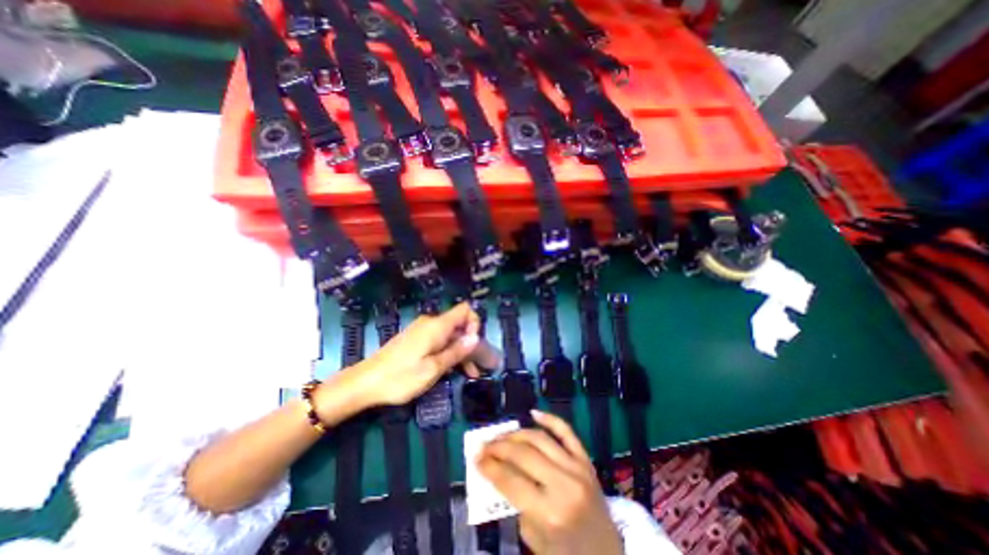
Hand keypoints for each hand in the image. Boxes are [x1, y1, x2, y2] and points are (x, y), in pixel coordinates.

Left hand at [317, 301, 483, 417]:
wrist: (364, 383)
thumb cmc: (400, 377)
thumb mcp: (433, 369)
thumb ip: (456, 352)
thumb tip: (476, 337)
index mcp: (437, 326)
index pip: (465, 310)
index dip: (475, 324)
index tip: (474, 346)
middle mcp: (431, 323)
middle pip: (459, 325)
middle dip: (470, 344)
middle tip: (476, 368)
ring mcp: (422, 331)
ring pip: (450, 335)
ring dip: (460, 351)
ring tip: (468, 374)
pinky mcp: (415, 339)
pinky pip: (439, 341)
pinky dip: (448, 352)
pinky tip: (450, 369)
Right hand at [477, 408, 614, 554]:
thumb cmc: (566, 554)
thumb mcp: (534, 538)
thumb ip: (515, 503)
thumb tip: (496, 470)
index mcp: (550, 513)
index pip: (511, 480)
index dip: (489, 466)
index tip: (475, 457)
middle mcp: (564, 484)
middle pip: (523, 454)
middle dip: (499, 447)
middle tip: (484, 445)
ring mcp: (577, 467)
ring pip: (540, 438)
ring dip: (516, 434)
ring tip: (501, 436)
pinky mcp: (586, 459)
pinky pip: (566, 432)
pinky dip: (549, 419)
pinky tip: (533, 413)